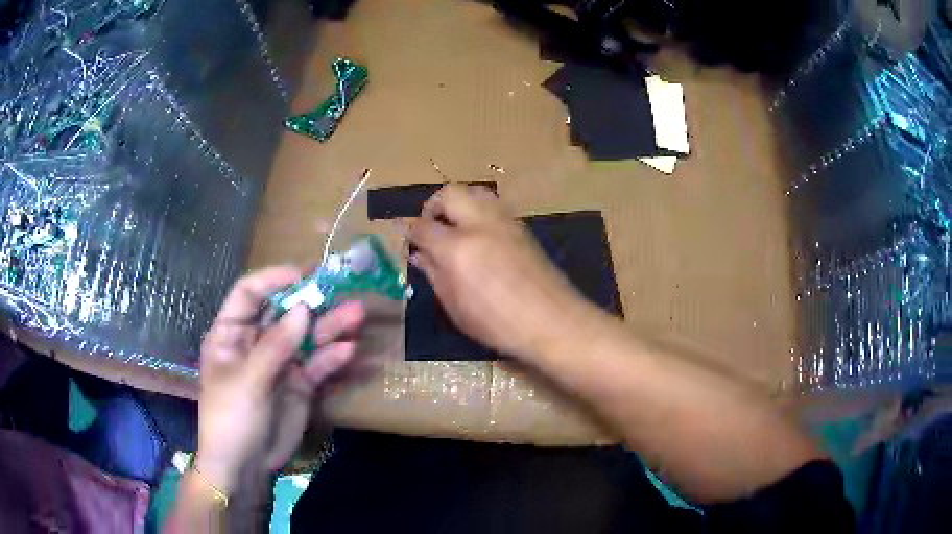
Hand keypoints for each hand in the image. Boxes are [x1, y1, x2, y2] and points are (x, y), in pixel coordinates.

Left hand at [196, 266, 363, 493]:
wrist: (245, 467)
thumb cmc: (232, 418)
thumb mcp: (248, 381)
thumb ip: (276, 346)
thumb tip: (304, 309)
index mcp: (231, 334)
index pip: (248, 294)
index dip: (273, 280)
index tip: (302, 275)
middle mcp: (255, 343)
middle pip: (283, 313)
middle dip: (310, 301)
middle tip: (341, 288)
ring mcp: (279, 364)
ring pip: (305, 337)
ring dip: (330, 326)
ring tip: (356, 314)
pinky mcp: (299, 385)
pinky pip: (317, 365)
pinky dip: (332, 358)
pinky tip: (349, 352)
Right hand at [408, 185, 586, 360]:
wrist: (552, 321)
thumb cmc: (498, 324)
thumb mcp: (456, 307)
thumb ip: (434, 275)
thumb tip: (420, 255)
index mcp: (457, 248)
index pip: (423, 227)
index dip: (410, 231)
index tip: (407, 238)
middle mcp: (480, 225)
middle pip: (450, 193)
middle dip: (433, 205)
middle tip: (430, 227)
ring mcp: (505, 222)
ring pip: (475, 192)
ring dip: (459, 203)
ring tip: (454, 228)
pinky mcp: (522, 227)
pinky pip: (493, 206)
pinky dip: (478, 211)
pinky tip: (479, 236)